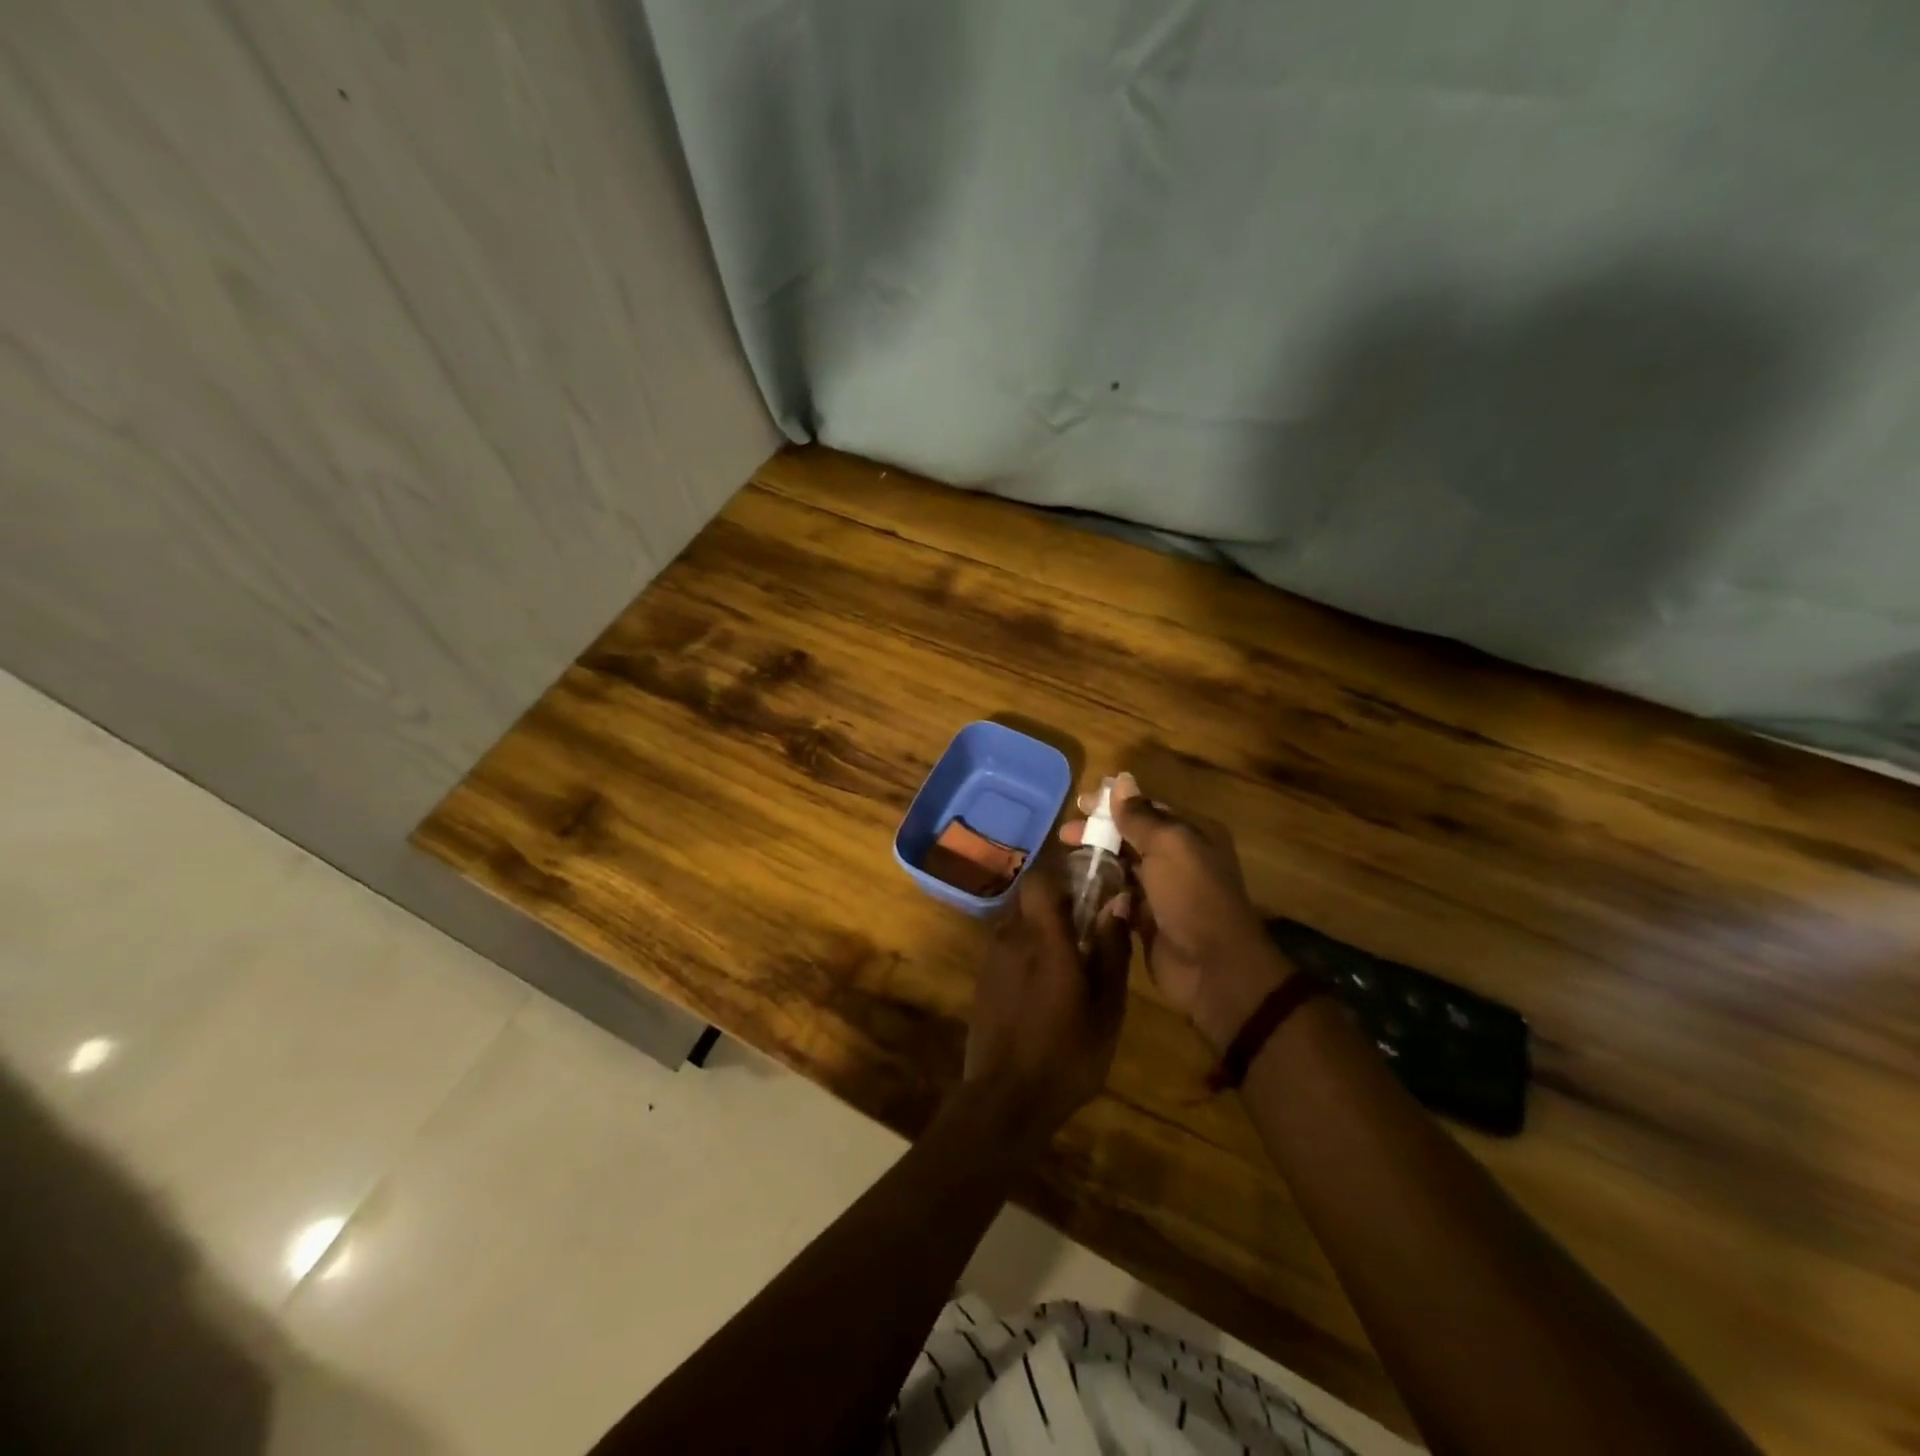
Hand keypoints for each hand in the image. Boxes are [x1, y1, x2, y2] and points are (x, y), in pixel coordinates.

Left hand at [961, 863, 1132, 1144]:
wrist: (1005, 1100)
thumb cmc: (1066, 1055)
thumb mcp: (1106, 1009)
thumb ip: (1111, 951)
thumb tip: (1117, 903)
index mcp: (1043, 938)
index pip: (1039, 879)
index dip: (1060, 875)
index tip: (1086, 887)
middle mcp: (1011, 938)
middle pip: (1029, 900)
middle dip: (1056, 905)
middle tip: (1085, 929)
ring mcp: (991, 959)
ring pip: (1017, 924)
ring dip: (1040, 931)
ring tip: (1068, 962)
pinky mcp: (983, 981)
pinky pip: (1007, 949)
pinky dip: (1026, 953)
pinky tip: (1044, 987)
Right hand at [1061, 773, 1288, 1053]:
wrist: (1212, 968)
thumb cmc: (1192, 896)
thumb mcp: (1169, 846)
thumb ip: (1141, 815)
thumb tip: (1121, 781)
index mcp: (1191, 835)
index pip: (1148, 809)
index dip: (1113, 804)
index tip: (1079, 803)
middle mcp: (1179, 859)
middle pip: (1132, 837)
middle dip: (1099, 832)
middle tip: (1065, 835)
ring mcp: (1162, 892)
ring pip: (1123, 867)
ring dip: (1096, 861)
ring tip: (1065, 860)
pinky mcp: (1147, 921)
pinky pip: (1119, 898)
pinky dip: (1102, 892)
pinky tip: (1078, 889)